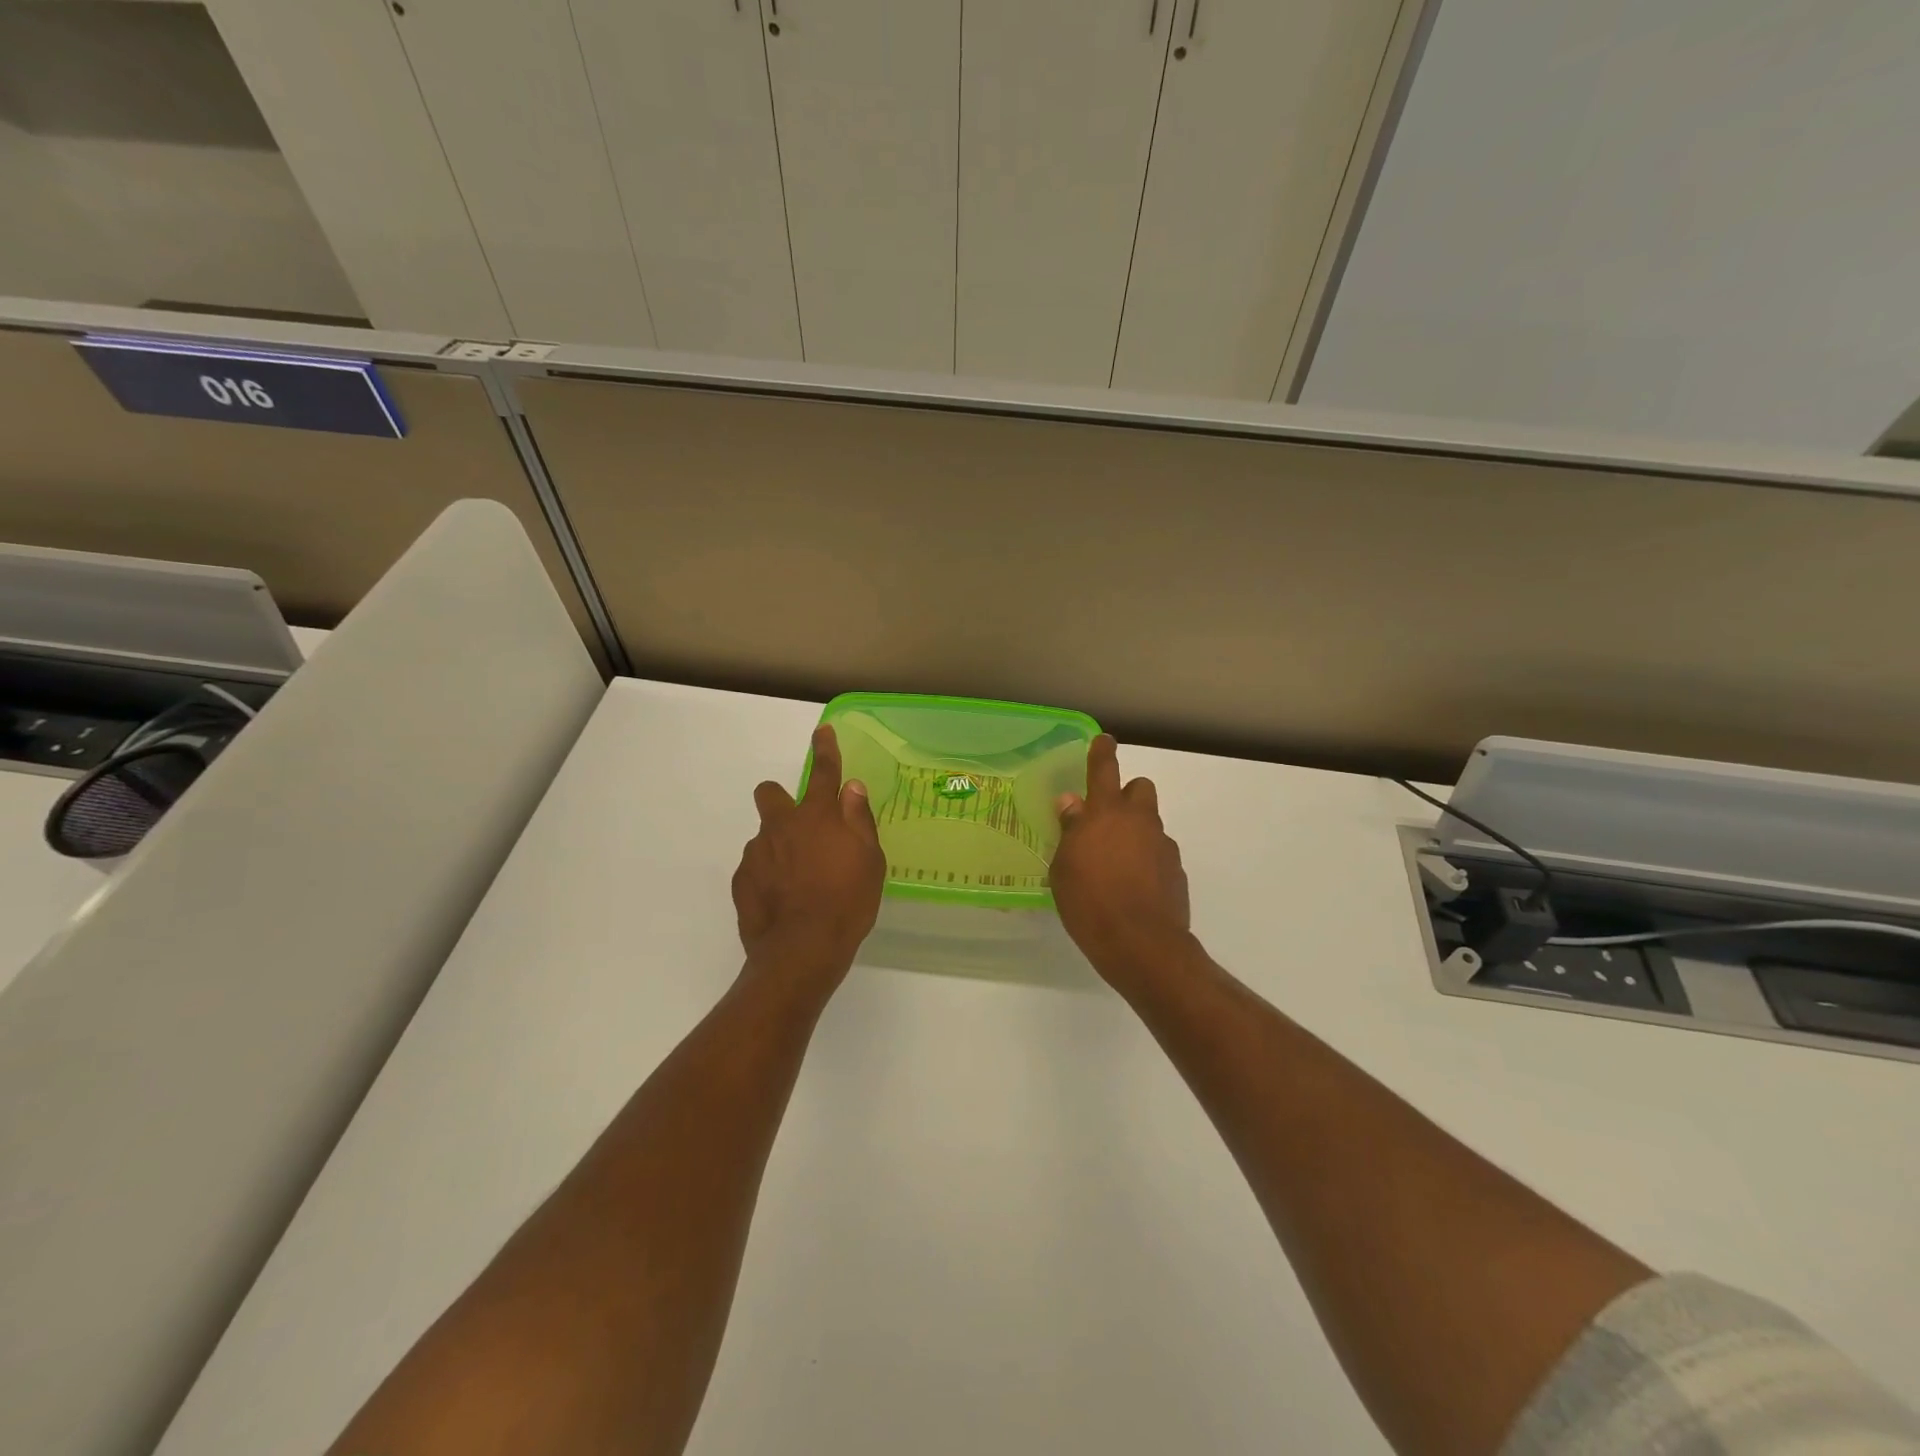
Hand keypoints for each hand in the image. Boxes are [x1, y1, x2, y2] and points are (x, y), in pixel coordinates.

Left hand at [732, 725, 885, 999]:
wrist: (802, 950)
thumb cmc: (847, 902)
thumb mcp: (870, 861)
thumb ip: (859, 820)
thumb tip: (852, 788)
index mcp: (817, 817)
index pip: (823, 772)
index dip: (825, 750)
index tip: (822, 732)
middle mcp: (781, 826)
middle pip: (770, 793)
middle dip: (780, 799)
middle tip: (800, 827)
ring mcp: (756, 854)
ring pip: (764, 836)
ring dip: (779, 846)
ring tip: (799, 881)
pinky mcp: (741, 881)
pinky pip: (755, 868)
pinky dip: (768, 876)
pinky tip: (783, 900)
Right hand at [1051, 735, 1191, 983]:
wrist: (1141, 944)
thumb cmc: (1089, 902)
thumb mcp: (1064, 867)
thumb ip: (1070, 830)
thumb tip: (1072, 803)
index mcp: (1106, 813)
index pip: (1104, 769)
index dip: (1102, 752)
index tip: (1103, 741)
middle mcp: (1139, 821)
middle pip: (1140, 788)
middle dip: (1127, 796)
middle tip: (1107, 820)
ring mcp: (1163, 845)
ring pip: (1151, 823)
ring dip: (1136, 832)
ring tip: (1117, 863)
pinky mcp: (1176, 871)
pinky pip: (1159, 853)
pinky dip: (1148, 860)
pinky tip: (1133, 887)